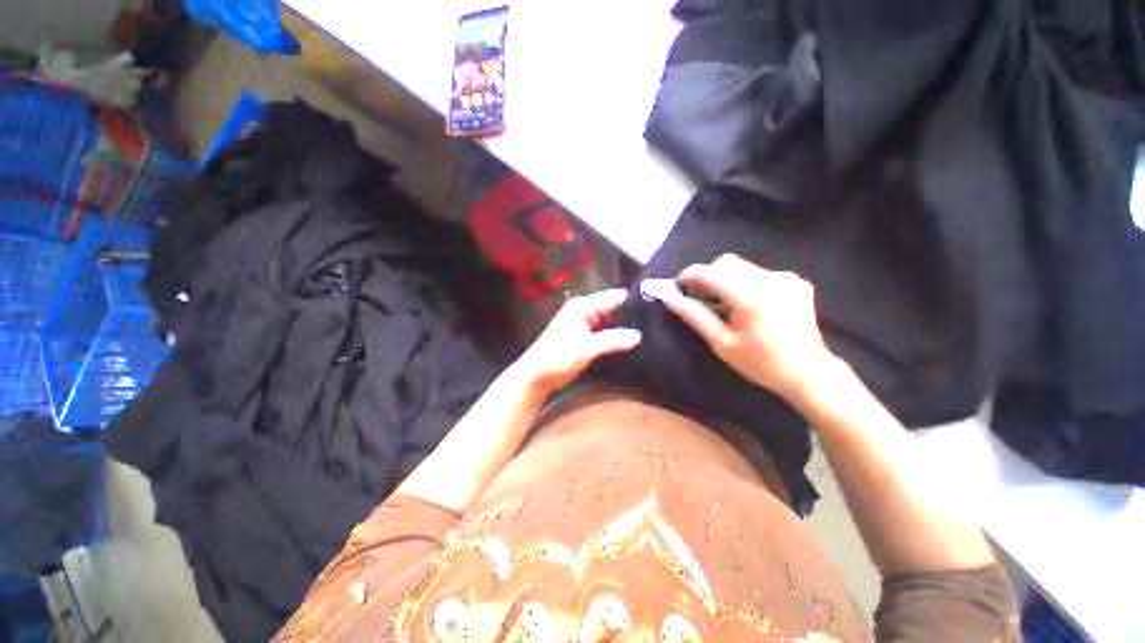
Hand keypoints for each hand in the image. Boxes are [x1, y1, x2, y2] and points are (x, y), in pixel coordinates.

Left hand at [511, 289, 641, 394]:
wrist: (537, 376)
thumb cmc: (558, 357)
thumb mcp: (587, 347)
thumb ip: (613, 340)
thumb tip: (639, 335)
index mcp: (583, 306)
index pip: (613, 297)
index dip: (632, 302)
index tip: (654, 309)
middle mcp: (585, 312)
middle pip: (613, 309)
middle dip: (631, 316)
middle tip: (655, 323)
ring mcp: (586, 325)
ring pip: (611, 322)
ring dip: (625, 328)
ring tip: (650, 333)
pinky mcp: (587, 339)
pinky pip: (607, 334)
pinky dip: (617, 338)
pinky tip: (634, 343)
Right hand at [660, 254, 834, 399]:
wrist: (808, 373)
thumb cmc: (760, 363)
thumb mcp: (722, 343)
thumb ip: (695, 316)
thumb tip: (670, 299)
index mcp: (750, 297)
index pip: (710, 272)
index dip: (689, 275)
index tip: (678, 286)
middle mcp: (770, 280)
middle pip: (726, 262)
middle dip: (708, 276)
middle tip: (702, 298)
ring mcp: (786, 278)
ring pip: (742, 266)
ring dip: (726, 279)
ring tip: (726, 304)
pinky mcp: (795, 281)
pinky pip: (759, 273)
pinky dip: (746, 282)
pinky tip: (750, 304)